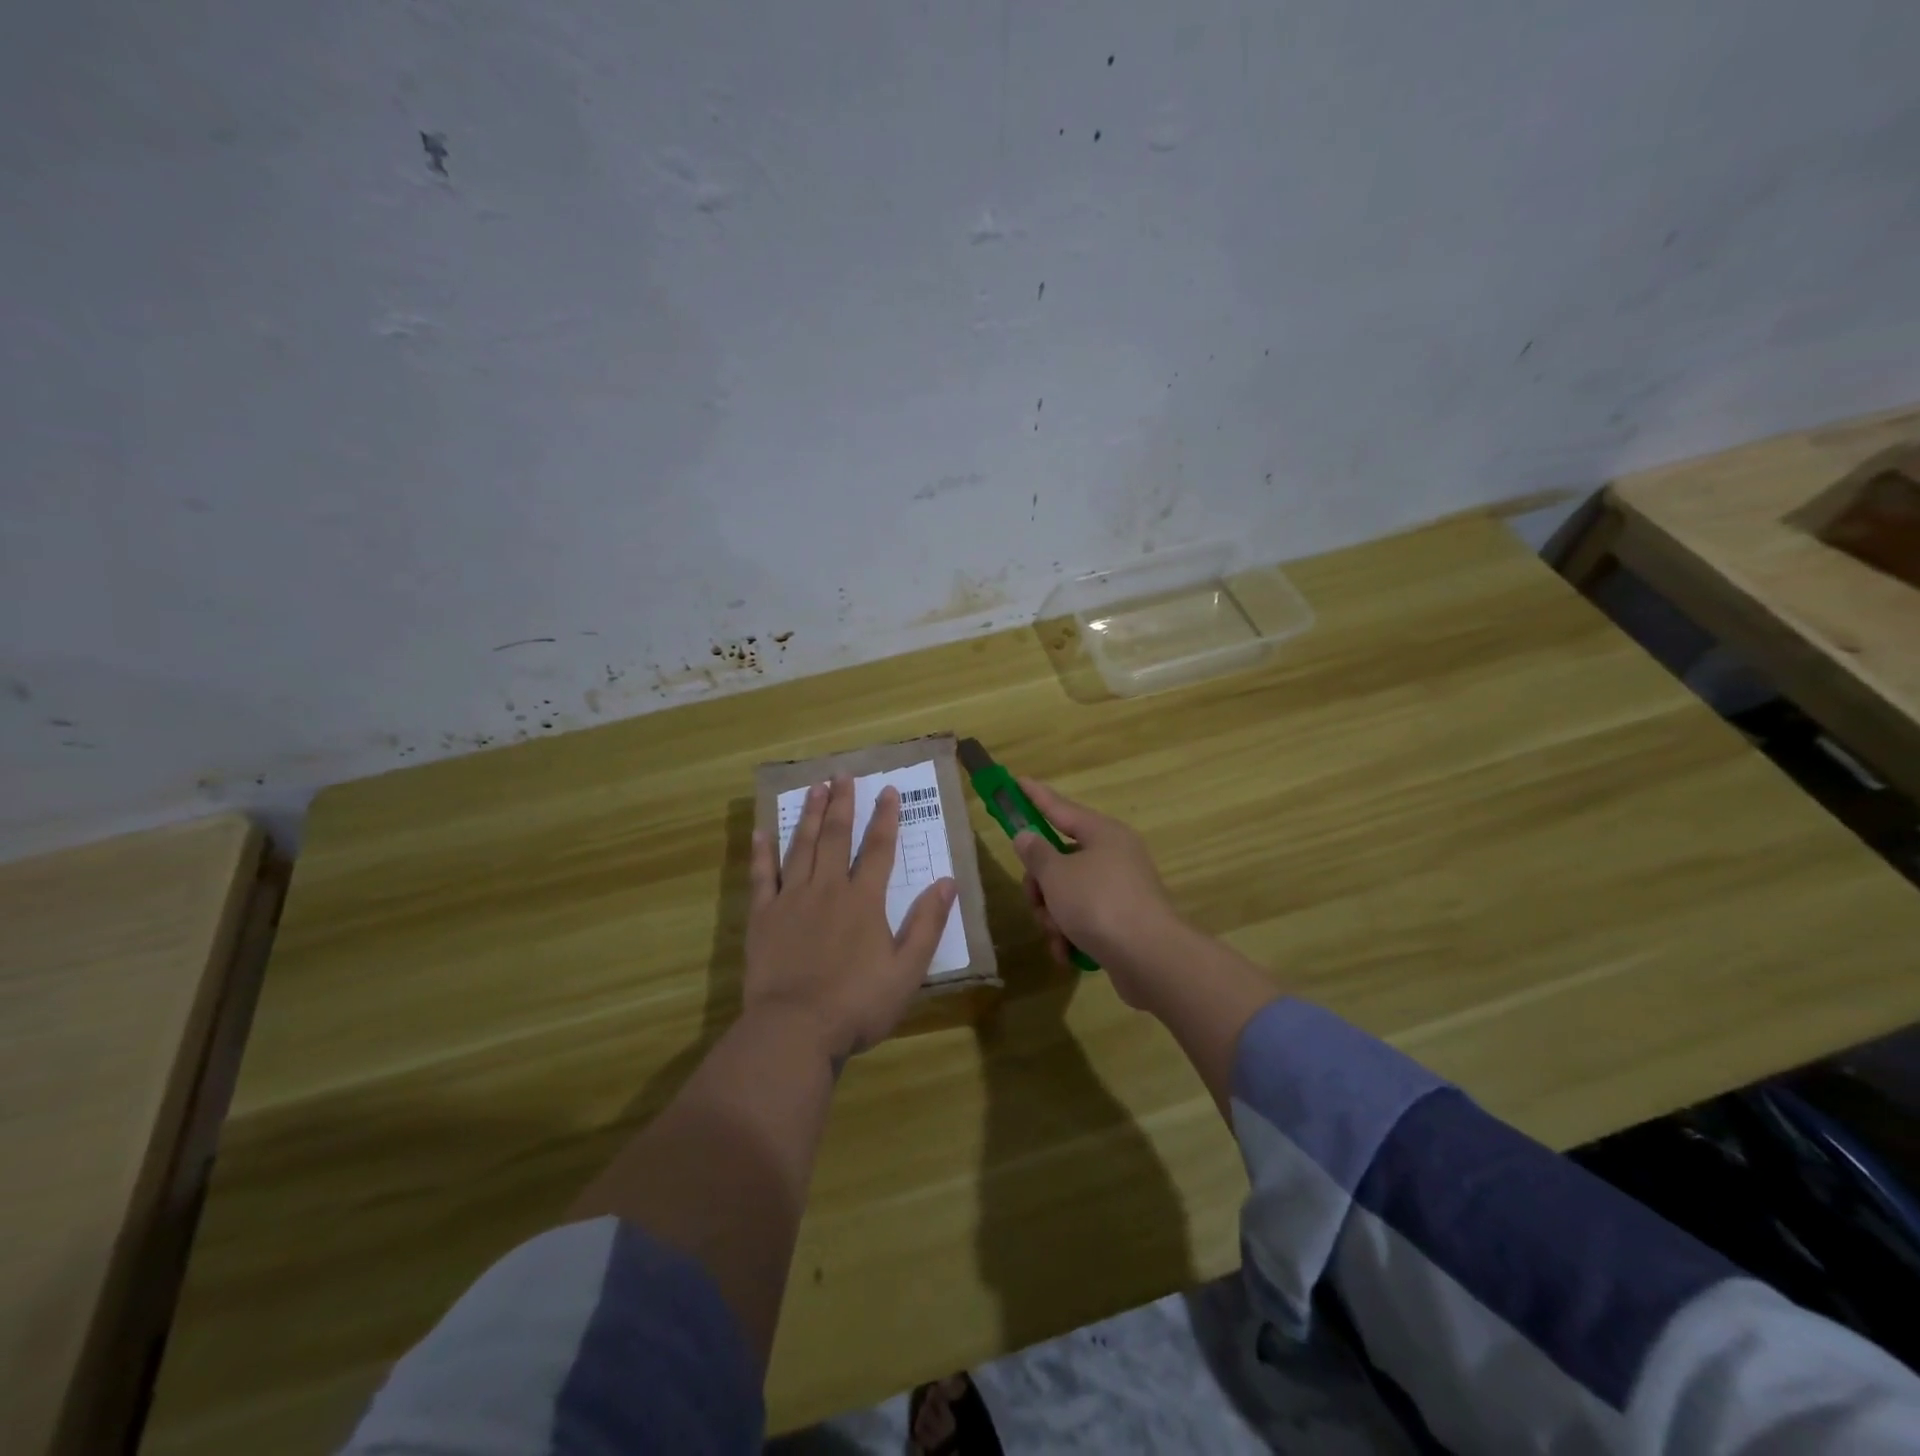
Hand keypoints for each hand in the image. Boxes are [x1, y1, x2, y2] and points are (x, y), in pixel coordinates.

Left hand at [745, 775, 956, 1062]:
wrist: (795, 1030)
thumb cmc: (857, 1004)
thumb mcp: (907, 970)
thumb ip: (927, 924)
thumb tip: (947, 881)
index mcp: (864, 900)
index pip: (879, 849)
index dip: (885, 818)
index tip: (887, 790)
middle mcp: (827, 888)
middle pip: (836, 837)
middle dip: (843, 804)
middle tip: (843, 775)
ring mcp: (791, 899)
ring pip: (801, 846)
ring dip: (810, 816)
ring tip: (815, 788)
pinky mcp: (763, 917)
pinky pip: (761, 876)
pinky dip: (761, 853)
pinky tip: (762, 832)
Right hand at [1011, 778, 1188, 1007]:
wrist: (1149, 958)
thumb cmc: (1098, 904)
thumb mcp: (1056, 875)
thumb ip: (1036, 853)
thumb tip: (1027, 835)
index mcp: (1102, 833)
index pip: (1060, 808)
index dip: (1035, 796)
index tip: (1017, 780)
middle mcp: (1114, 855)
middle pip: (1061, 858)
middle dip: (1041, 884)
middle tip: (1035, 900)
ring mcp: (1120, 889)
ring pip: (1069, 892)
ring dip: (1053, 915)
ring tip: (1056, 934)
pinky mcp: (1123, 920)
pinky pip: (1085, 918)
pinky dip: (1071, 933)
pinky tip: (1066, 952)